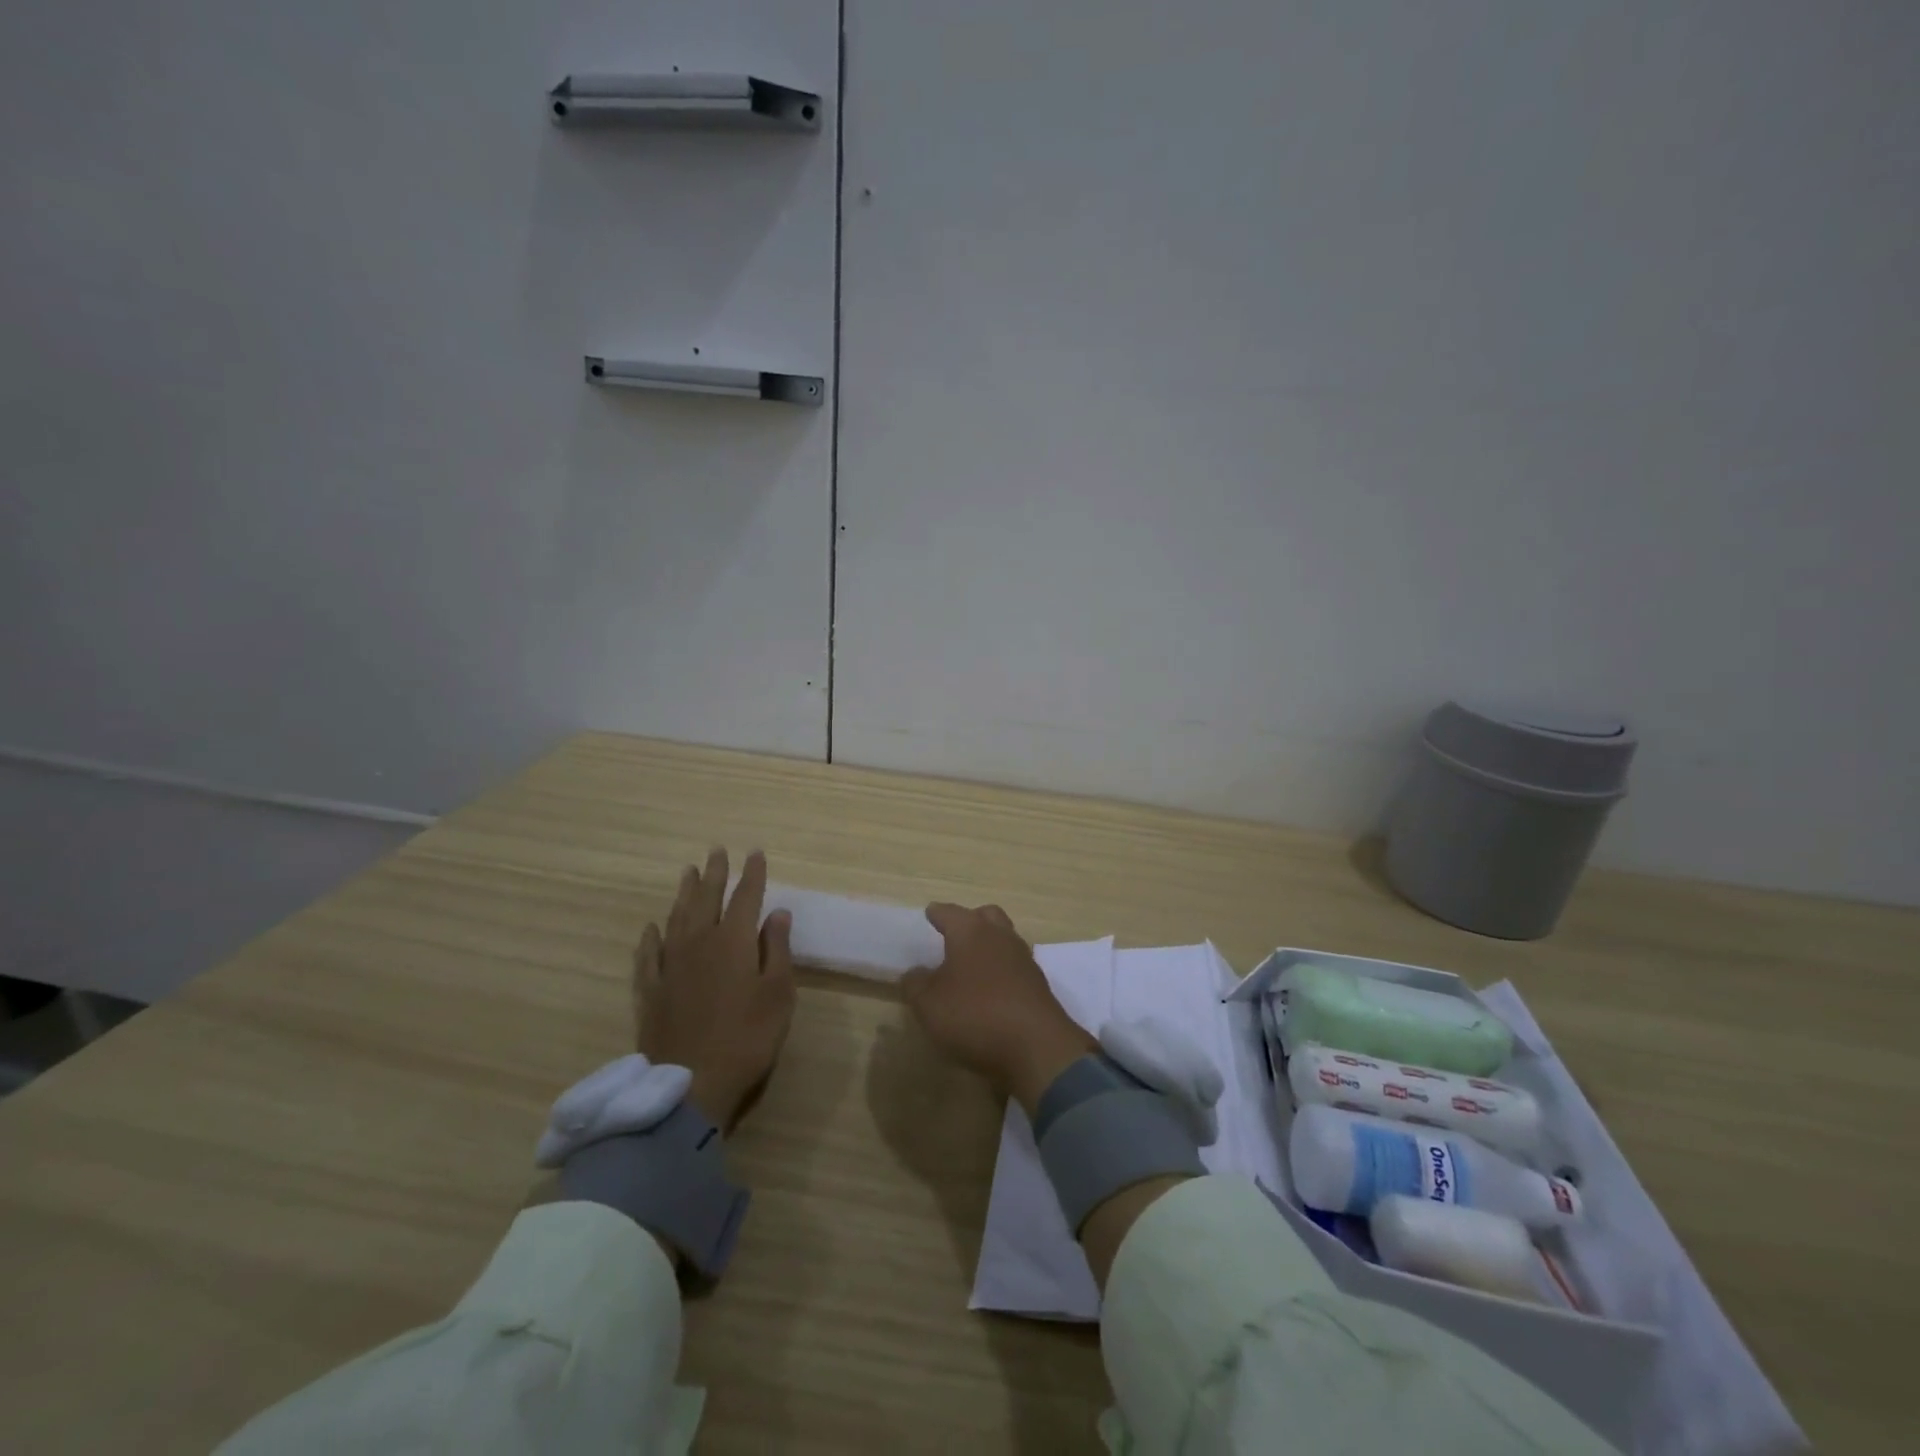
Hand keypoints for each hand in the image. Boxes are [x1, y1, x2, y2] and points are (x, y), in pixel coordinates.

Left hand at [634, 848, 794, 1131]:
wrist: (689, 1083)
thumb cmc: (747, 1037)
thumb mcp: (778, 994)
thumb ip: (777, 950)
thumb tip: (777, 913)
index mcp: (734, 941)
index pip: (746, 897)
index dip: (752, 874)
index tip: (755, 853)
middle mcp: (699, 943)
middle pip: (707, 899)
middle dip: (715, 874)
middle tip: (716, 851)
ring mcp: (671, 966)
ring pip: (677, 918)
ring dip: (684, 893)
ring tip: (688, 873)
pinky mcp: (651, 990)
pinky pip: (649, 954)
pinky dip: (651, 937)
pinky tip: (652, 927)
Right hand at [900, 904, 1094, 1115]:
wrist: (1036, 1047)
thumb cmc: (974, 1015)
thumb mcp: (929, 1005)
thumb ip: (916, 985)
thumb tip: (915, 973)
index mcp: (971, 931)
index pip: (950, 913)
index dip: (937, 914)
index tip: (930, 913)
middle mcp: (1000, 936)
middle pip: (986, 916)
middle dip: (971, 920)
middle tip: (954, 935)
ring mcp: (1024, 959)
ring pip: (1005, 939)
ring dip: (989, 946)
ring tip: (971, 965)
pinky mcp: (1038, 984)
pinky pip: (1015, 966)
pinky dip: (1002, 971)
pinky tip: (991, 989)